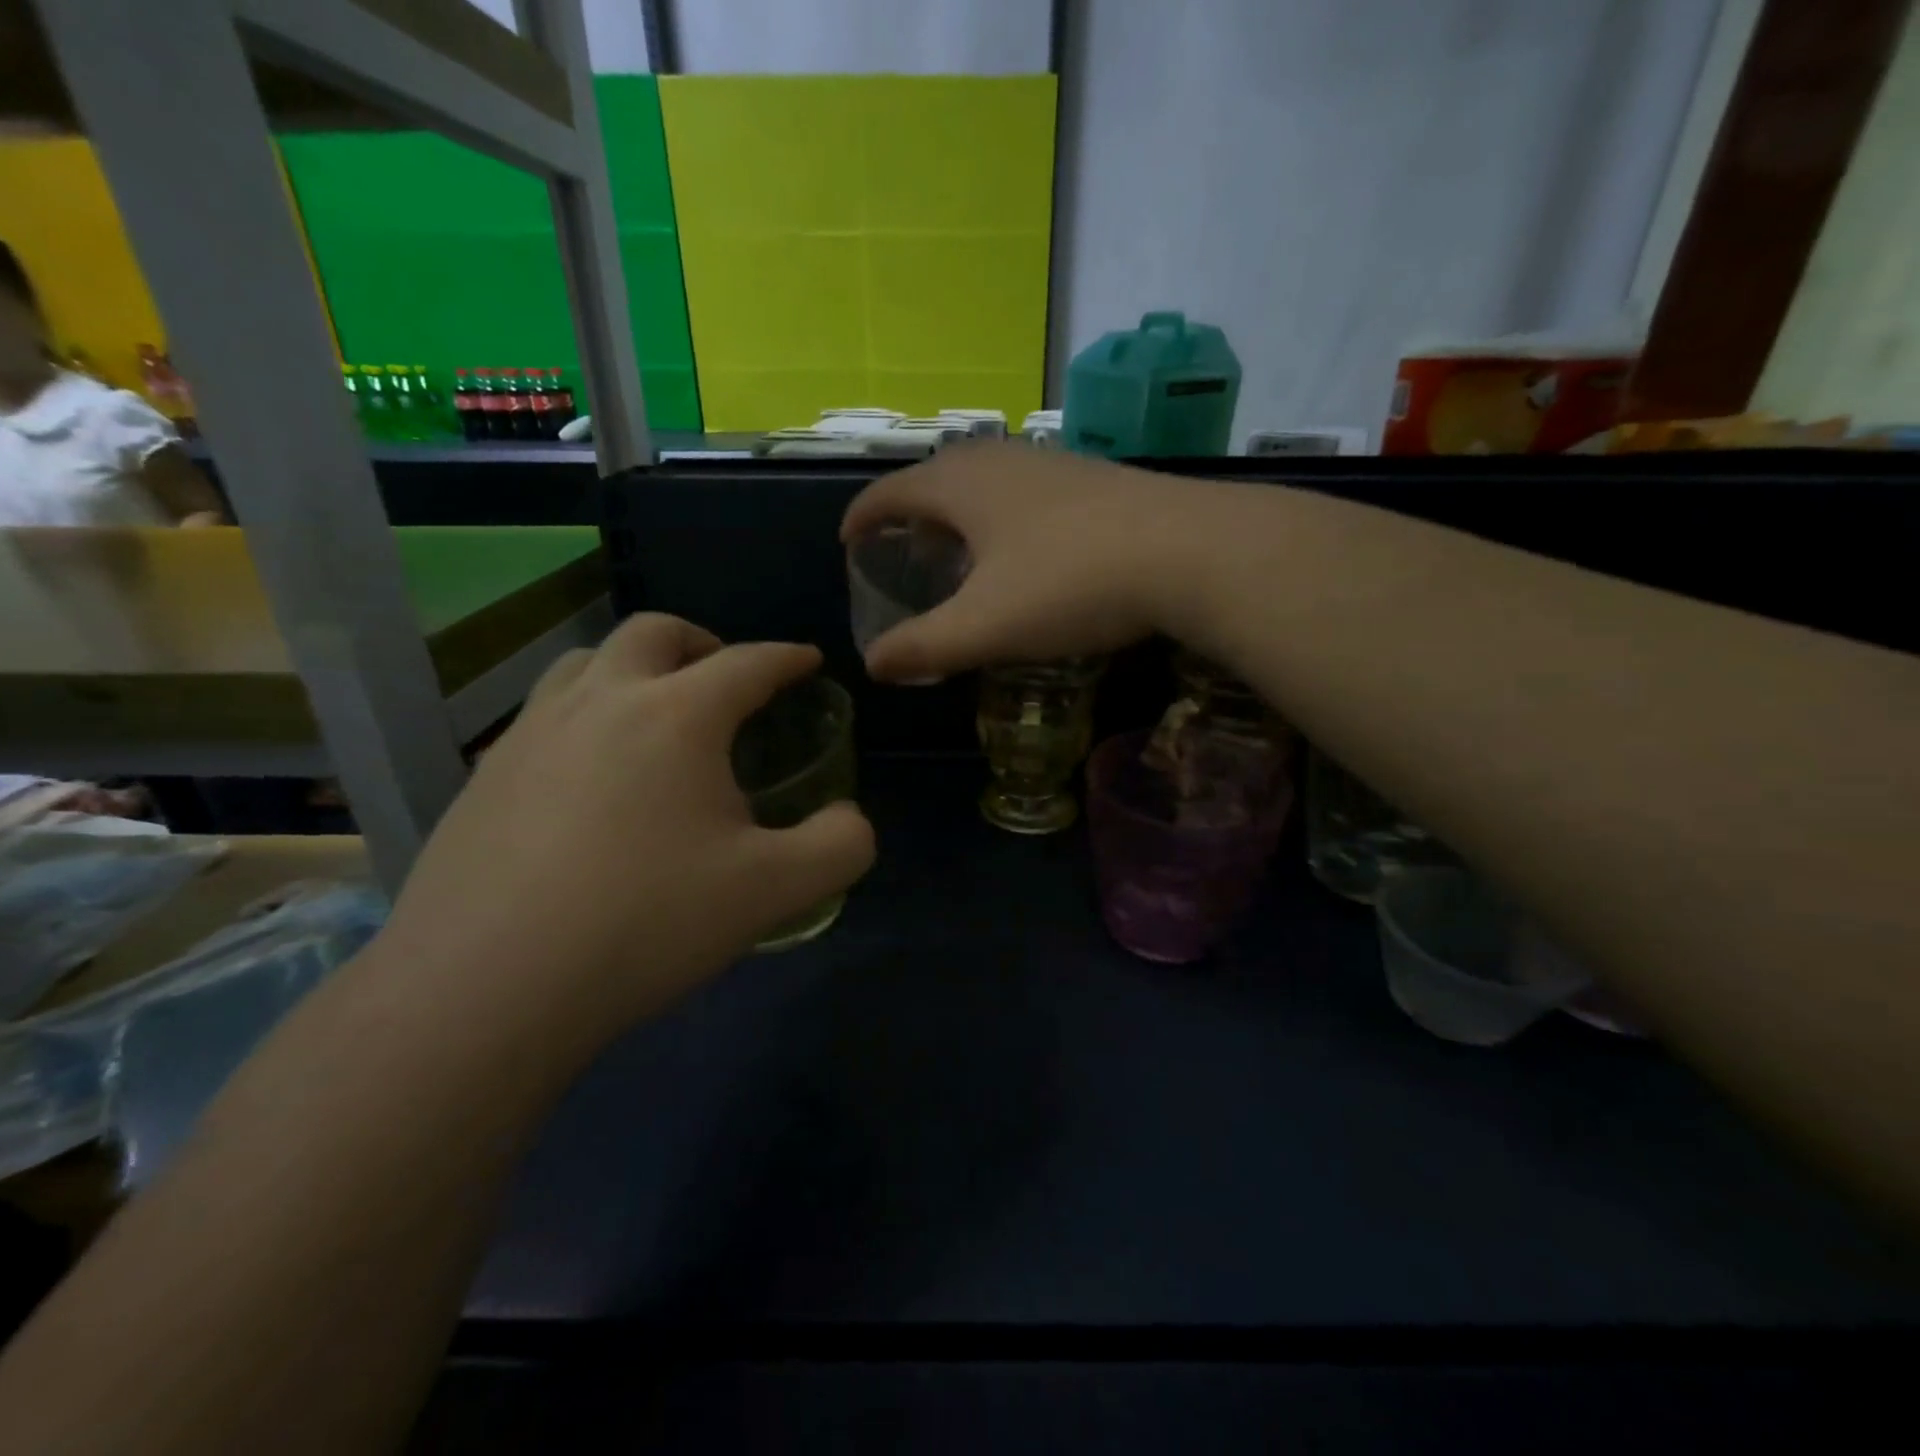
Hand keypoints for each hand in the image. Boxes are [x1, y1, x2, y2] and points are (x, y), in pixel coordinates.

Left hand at [381, 615, 874, 1048]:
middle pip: (655, 633)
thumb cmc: (646, 923)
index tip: (807, 661)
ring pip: (585, 662)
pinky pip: (544, 716)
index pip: (748, 662)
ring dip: (633, 668)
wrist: (485, 990)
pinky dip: (584, 717)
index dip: (787, 658)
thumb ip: (839, 845)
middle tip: (726, 679)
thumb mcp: (775, 890)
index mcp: (677, 715)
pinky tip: (591, 777)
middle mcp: (600, 702)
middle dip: (703, 642)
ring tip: (655, 713)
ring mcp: (530, 735)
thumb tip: (847, 818)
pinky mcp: (483, 777)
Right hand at [841, 442, 1190, 681]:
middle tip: (904, 553)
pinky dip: (1004, 517)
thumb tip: (873, 665)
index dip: (863, 517)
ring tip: (960, 554)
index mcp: (961, 485)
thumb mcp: (984, 627)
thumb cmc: (1069, 585)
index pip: (890, 492)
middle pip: (937, 478)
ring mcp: (1052, 464)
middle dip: (911, 515)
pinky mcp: (1095, 479)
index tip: (849, 542)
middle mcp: (1001, 460)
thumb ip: (923, 647)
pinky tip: (1026, 552)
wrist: (1189, 552)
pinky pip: (1026, 492)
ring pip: (986, 482)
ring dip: (961, 514)